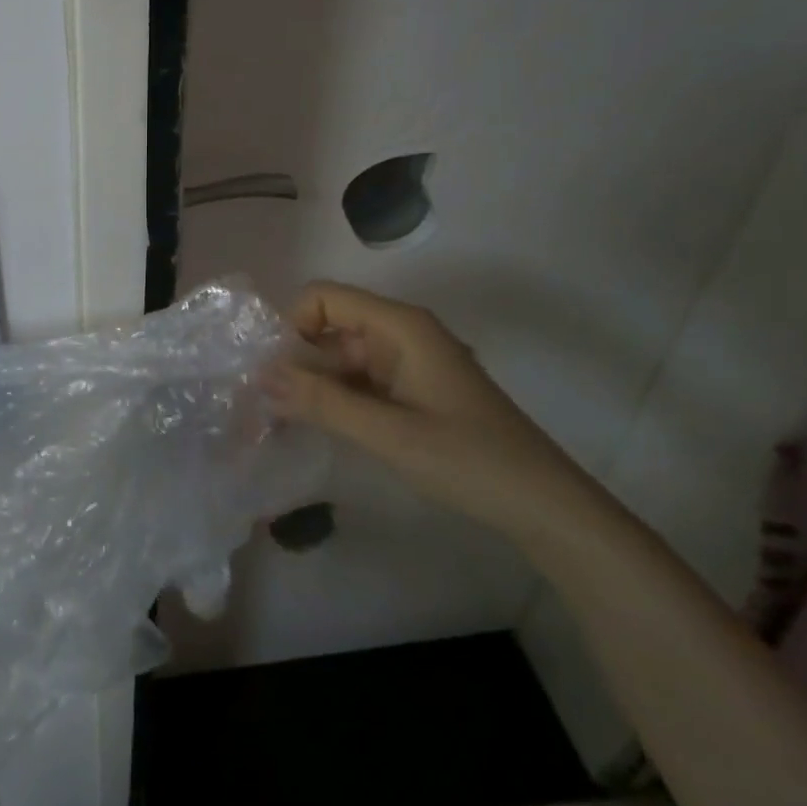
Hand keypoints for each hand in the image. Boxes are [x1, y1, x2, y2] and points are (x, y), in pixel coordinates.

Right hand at [266, 281, 613, 548]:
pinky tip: (318, 428)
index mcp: (400, 326)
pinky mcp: (410, 389)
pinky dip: (335, 399)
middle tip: (265, 407)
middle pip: (328, 327)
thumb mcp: (387, 433)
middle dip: (296, 360)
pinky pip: (359, 381)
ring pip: (340, 357)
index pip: (323, 297)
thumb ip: (321, 401)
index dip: (293, 326)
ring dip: (312, 384)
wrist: (545, 508)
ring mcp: (406, 362)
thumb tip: (261, 374)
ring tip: (282, 422)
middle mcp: (400, 333)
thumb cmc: (469, 461)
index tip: (277, 373)